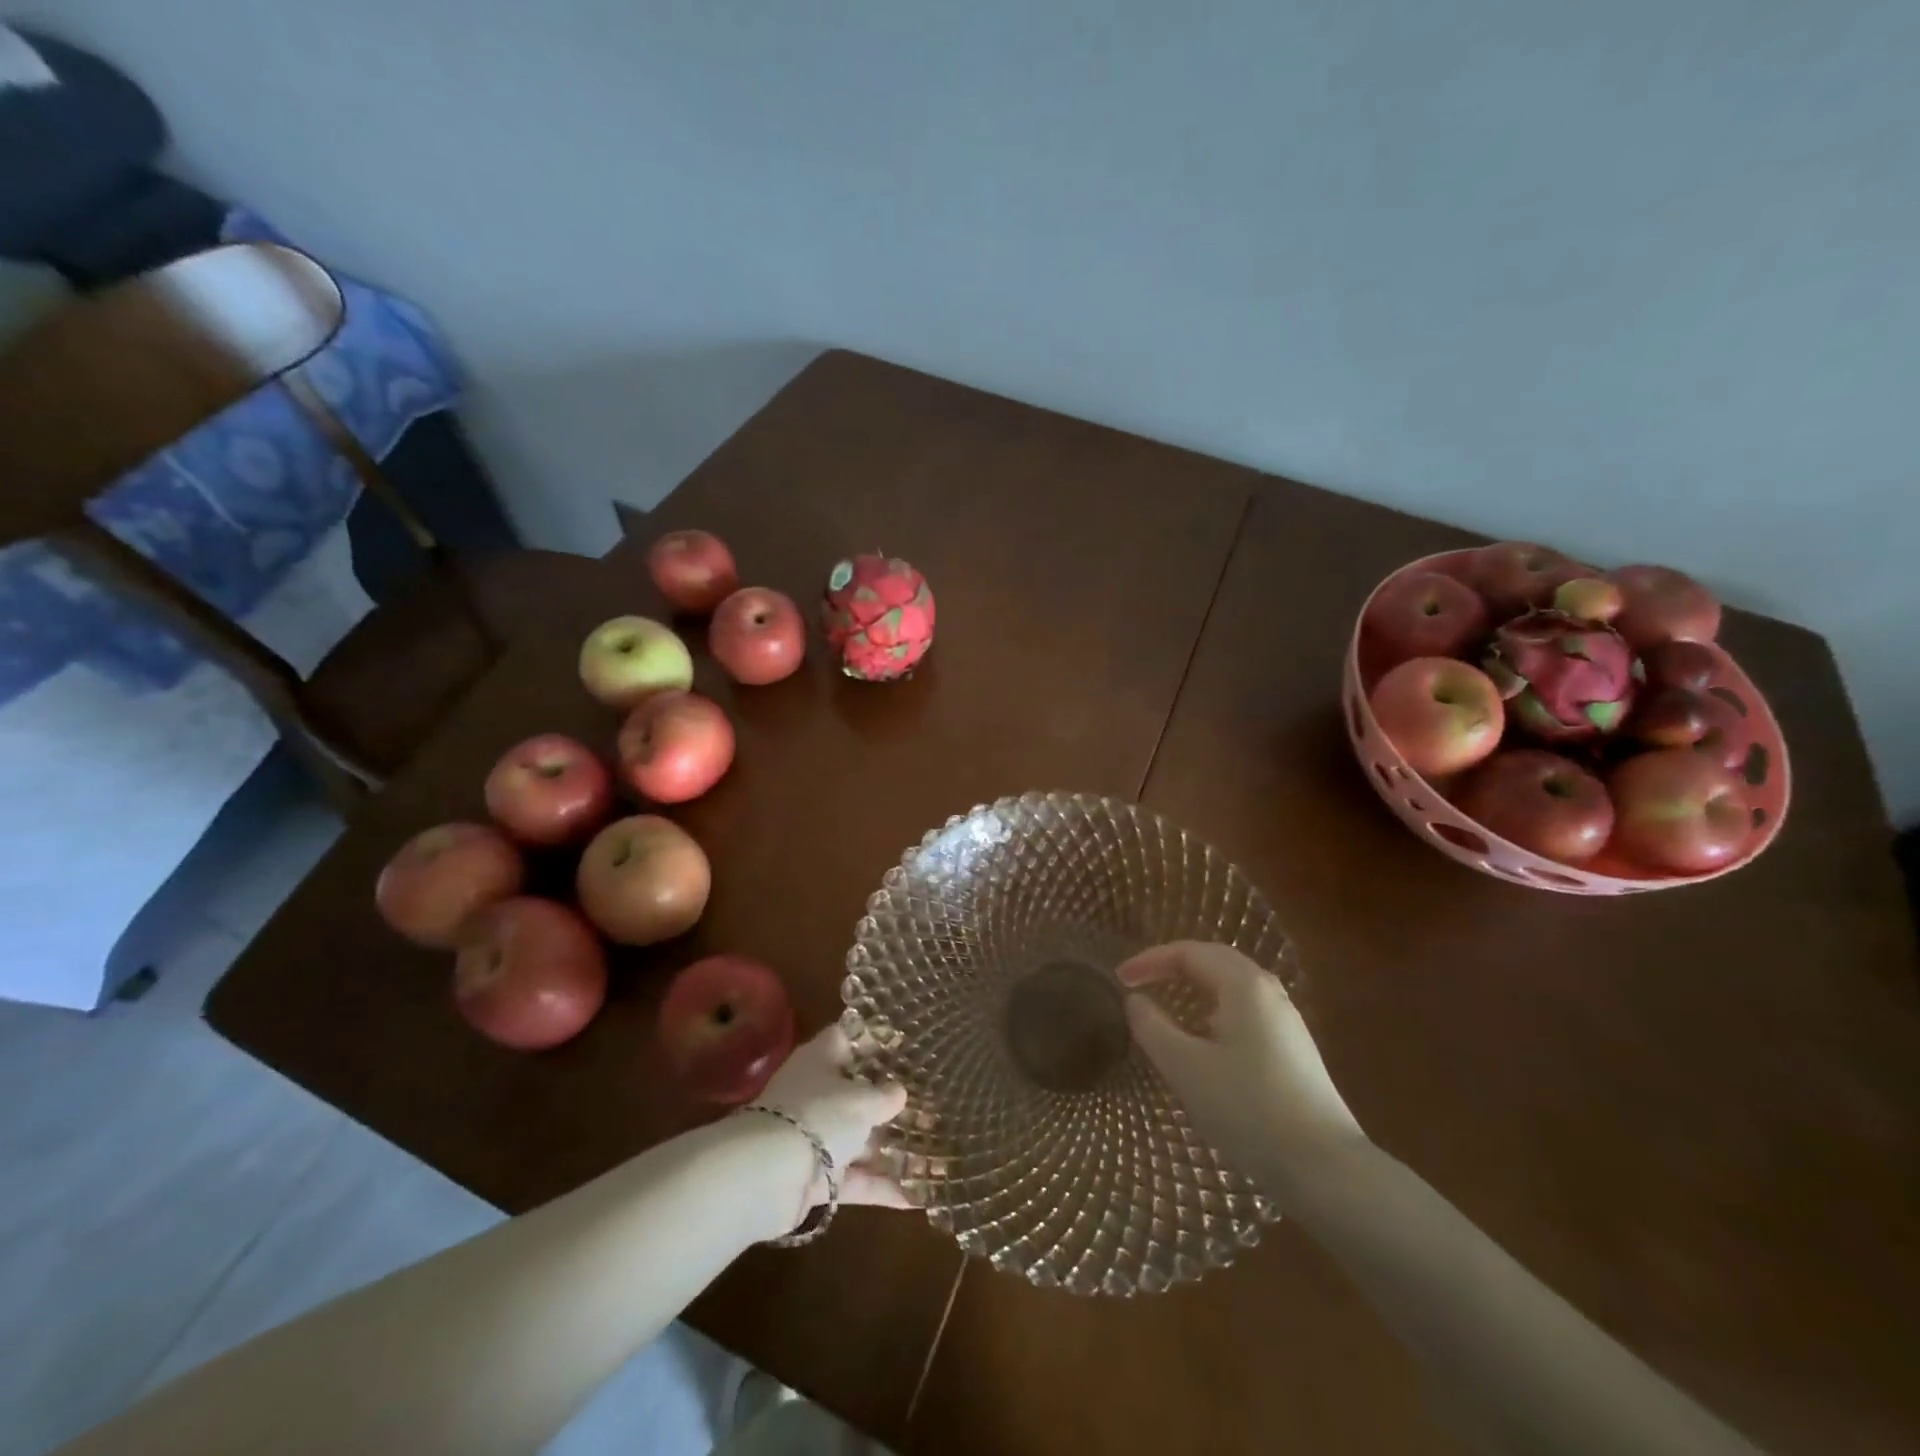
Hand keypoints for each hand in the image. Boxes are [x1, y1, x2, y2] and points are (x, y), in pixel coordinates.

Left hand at [749, 1024, 910, 1226]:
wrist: (767, 1177)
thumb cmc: (818, 1116)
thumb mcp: (861, 1100)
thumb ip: (884, 1095)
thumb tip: (899, 1092)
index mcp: (820, 1060)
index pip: (846, 1037)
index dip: (873, 1037)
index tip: (903, 1042)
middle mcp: (816, 1094)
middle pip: (856, 1091)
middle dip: (888, 1099)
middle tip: (928, 1099)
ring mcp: (814, 1137)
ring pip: (857, 1138)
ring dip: (890, 1147)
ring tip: (932, 1149)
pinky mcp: (815, 1178)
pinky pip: (855, 1179)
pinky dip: (882, 1187)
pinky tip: (917, 1197)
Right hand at [1119, 941, 1364, 1182]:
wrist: (1325, 1167)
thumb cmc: (1247, 1109)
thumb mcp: (1185, 1067)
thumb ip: (1152, 1026)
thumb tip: (1135, 1000)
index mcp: (1243, 985)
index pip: (1188, 952)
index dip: (1149, 960)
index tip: (1119, 979)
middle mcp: (1269, 991)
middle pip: (1213, 960)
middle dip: (1172, 965)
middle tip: (1140, 981)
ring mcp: (1286, 1019)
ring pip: (1232, 985)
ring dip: (1195, 986)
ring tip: (1166, 1005)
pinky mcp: (1294, 1047)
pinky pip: (1245, 1009)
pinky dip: (1214, 1008)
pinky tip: (1204, 1039)